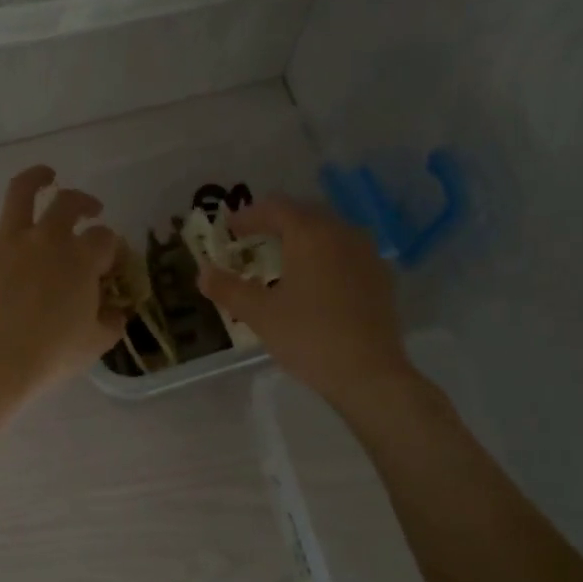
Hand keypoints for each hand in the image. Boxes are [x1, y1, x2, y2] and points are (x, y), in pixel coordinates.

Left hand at [0, 165, 124, 397]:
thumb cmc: (52, 353)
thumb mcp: (96, 342)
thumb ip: (111, 321)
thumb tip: (117, 312)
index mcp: (81, 258)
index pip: (105, 239)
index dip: (111, 248)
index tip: (109, 261)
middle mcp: (47, 238)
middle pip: (69, 205)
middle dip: (84, 202)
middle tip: (90, 210)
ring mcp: (8, 240)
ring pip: (22, 193)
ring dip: (36, 177)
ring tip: (45, 174)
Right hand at [197, 197, 413, 406]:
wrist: (368, 373)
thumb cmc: (309, 337)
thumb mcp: (260, 314)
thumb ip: (228, 289)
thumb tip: (202, 273)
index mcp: (311, 234)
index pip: (276, 208)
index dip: (249, 215)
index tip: (229, 229)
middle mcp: (342, 233)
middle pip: (304, 213)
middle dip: (275, 222)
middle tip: (252, 239)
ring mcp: (367, 254)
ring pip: (328, 231)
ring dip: (302, 237)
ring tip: (282, 258)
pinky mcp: (380, 277)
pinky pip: (346, 252)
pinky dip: (324, 255)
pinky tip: (315, 279)